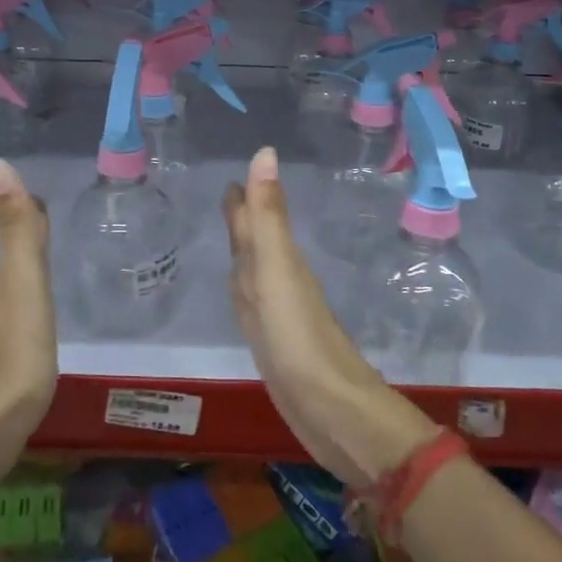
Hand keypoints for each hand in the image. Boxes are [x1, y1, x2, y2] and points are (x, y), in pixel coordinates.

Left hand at [0, 158, 56, 470]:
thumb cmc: (14, 352)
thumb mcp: (22, 285)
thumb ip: (16, 229)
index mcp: (4, 279)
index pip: (17, 229)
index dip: (27, 205)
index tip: (42, 183)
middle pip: (16, 254)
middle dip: (29, 228)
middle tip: (51, 207)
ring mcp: (2, 331)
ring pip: (17, 282)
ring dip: (30, 260)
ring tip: (50, 246)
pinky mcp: (10, 359)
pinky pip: (24, 310)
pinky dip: (34, 294)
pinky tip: (42, 304)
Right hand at [223, 147, 436, 488]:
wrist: (331, 409)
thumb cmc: (299, 336)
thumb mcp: (277, 269)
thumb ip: (267, 215)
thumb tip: (265, 151)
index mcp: (279, 259)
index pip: (256, 219)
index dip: (245, 195)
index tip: (234, 170)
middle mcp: (278, 280)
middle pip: (255, 241)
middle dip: (242, 217)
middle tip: (229, 192)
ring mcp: (277, 313)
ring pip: (253, 271)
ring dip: (242, 250)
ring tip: (231, 232)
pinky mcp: (273, 344)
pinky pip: (252, 305)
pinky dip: (243, 290)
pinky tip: (243, 291)